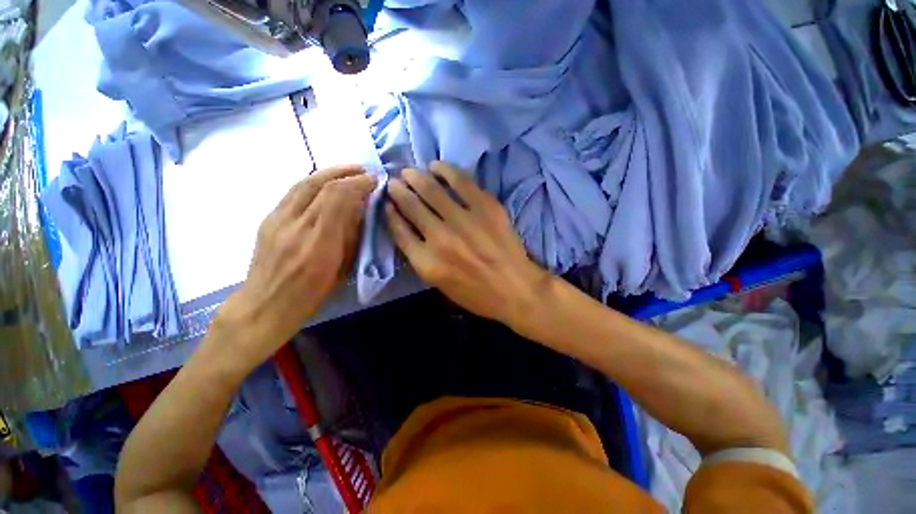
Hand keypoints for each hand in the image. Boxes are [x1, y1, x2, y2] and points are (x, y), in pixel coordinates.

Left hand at [217, 165, 375, 365]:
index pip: (338, 199)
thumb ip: (350, 237)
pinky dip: (314, 182)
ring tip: (347, 170)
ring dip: (328, 172)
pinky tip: (325, 183)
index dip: (358, 184)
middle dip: (345, 172)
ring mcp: (277, 220)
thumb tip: (360, 209)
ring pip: (303, 183)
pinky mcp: (268, 219)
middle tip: (363, 170)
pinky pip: (293, 192)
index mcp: (319, 244)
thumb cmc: (310, 295)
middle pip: (320, 185)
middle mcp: (295, 226)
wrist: (264, 305)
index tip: (374, 182)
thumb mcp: (341, 270)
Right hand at [385, 161, 550, 329]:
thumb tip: (409, 229)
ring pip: (431, 190)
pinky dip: (445, 170)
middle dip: (398, 190)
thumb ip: (420, 258)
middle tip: (394, 182)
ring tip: (410, 172)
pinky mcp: (486, 207)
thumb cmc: (476, 294)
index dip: (390, 213)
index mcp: (427, 262)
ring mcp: (464, 220)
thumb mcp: (440, 285)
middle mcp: (440, 238)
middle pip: (411, 205)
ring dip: (415, 177)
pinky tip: (436, 167)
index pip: (399, 230)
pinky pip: (461, 181)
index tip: (387, 203)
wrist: (515, 288)